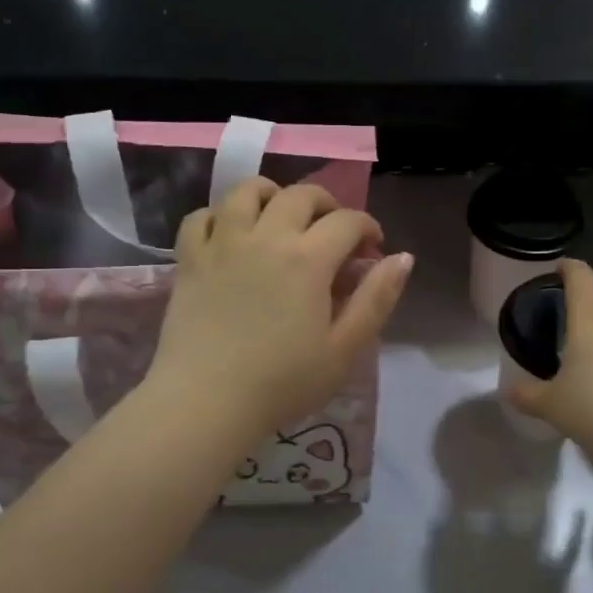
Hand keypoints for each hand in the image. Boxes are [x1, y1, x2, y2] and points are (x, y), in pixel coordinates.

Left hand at [148, 178, 412, 440]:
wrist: (206, 401)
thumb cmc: (282, 383)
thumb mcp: (344, 349)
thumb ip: (376, 299)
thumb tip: (403, 257)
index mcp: (308, 259)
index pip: (347, 221)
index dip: (367, 227)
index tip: (372, 248)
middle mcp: (266, 237)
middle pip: (300, 195)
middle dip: (327, 204)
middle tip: (332, 230)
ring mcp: (222, 243)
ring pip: (247, 191)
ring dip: (272, 194)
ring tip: (280, 216)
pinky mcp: (189, 259)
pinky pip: (201, 215)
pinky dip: (219, 215)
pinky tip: (229, 234)